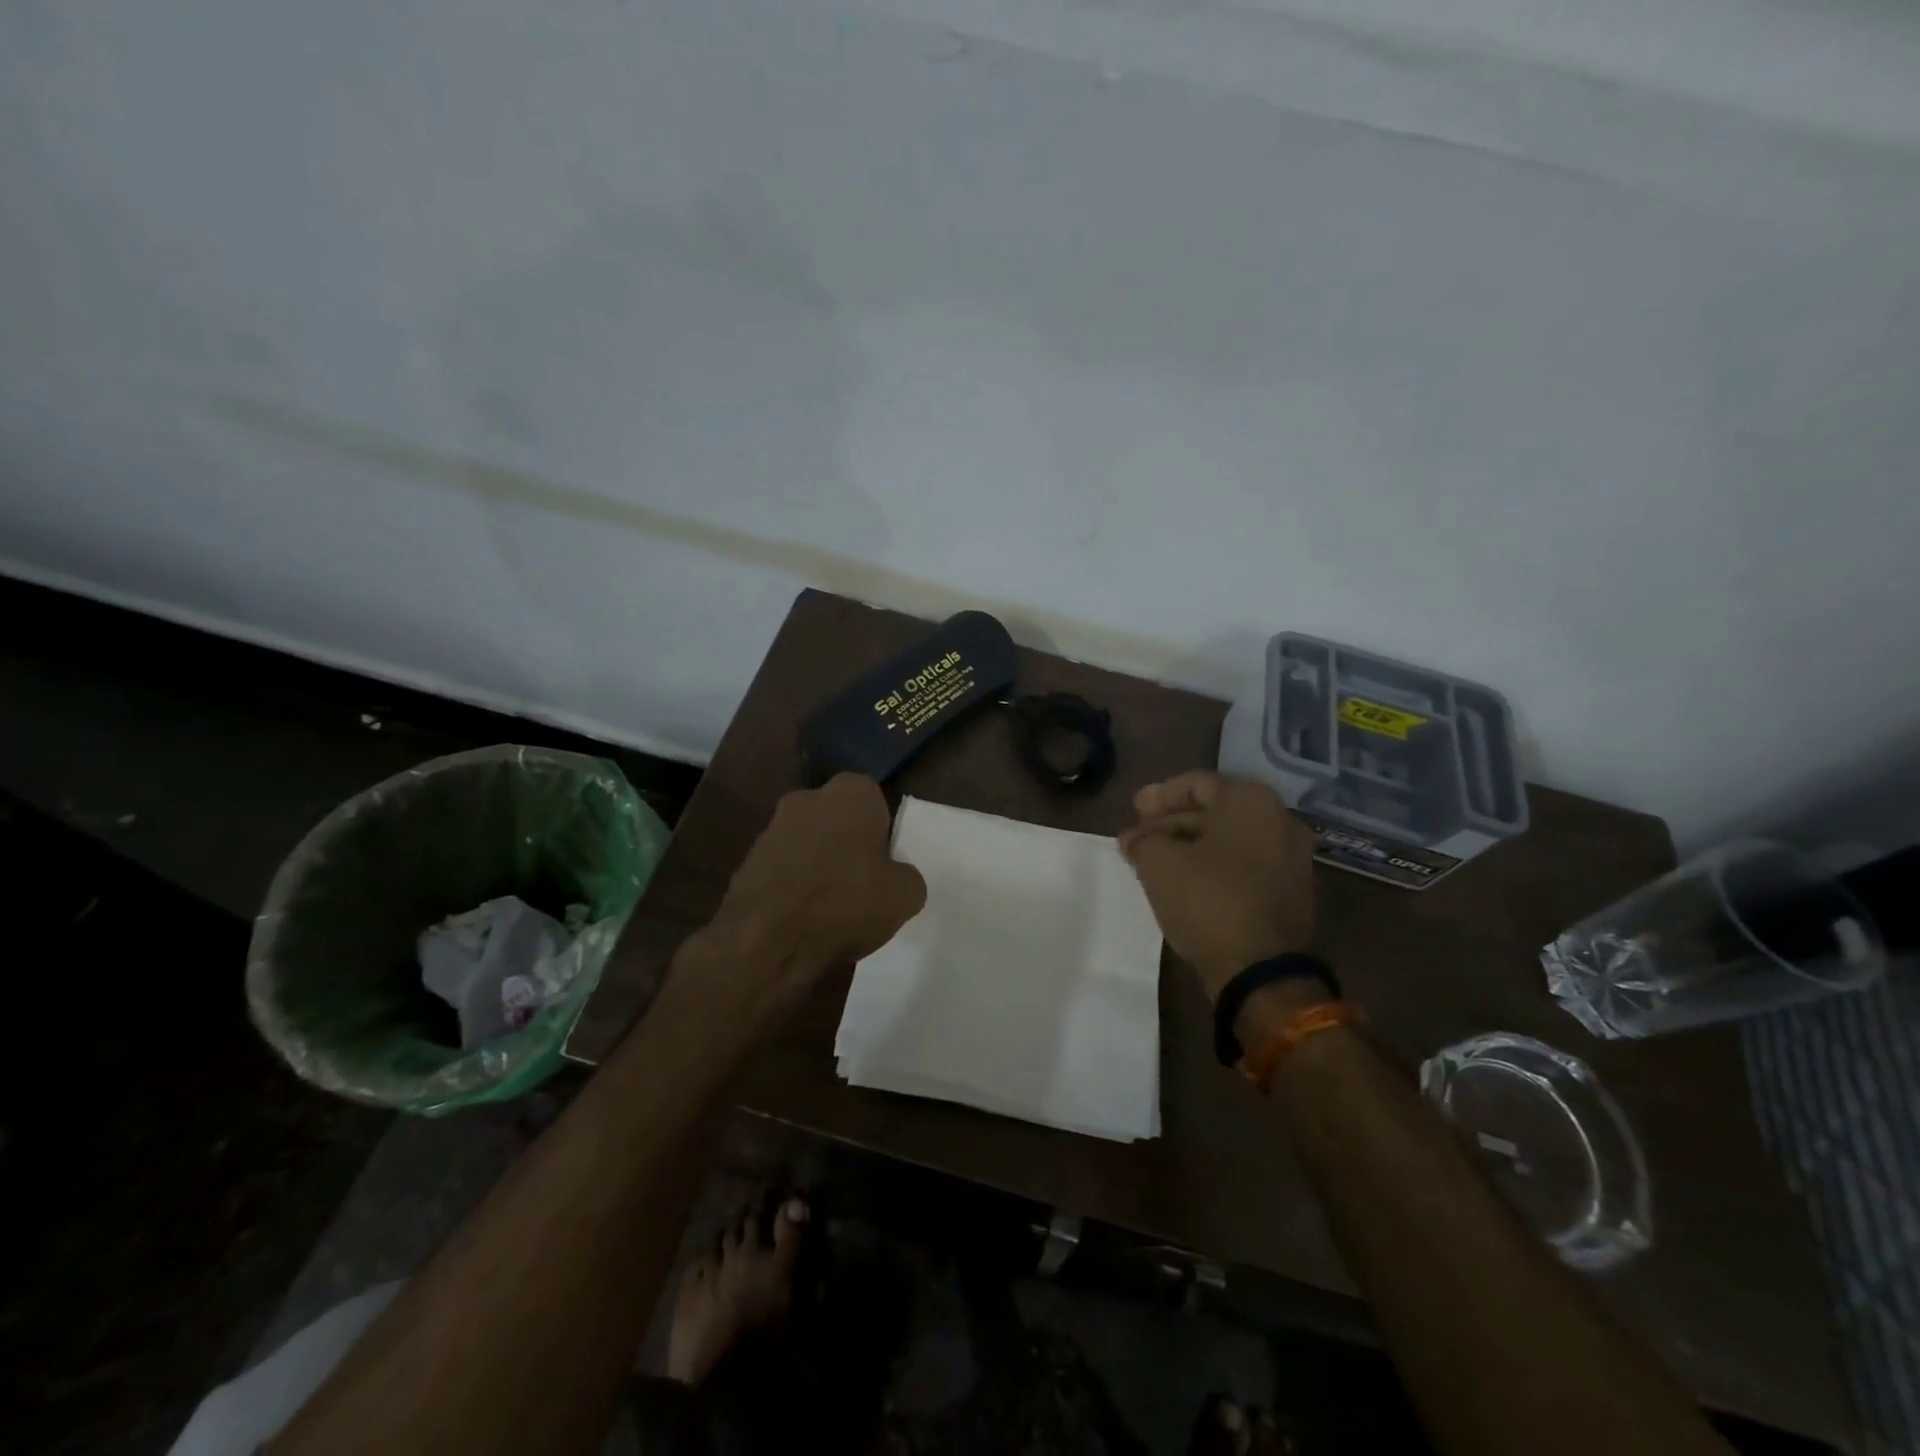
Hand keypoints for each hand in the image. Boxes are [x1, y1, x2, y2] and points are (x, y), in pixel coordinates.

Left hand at [691, 774, 926, 1024]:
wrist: (766, 939)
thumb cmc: (846, 902)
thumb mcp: (905, 895)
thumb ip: (906, 876)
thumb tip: (896, 877)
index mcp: (851, 792)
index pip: (876, 800)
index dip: (883, 832)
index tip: (887, 863)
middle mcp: (808, 798)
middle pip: (838, 819)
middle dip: (848, 844)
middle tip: (863, 883)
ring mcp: (772, 828)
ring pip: (809, 843)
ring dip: (818, 866)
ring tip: (832, 908)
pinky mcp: (747, 861)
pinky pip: (783, 870)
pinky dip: (793, 887)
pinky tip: (803, 918)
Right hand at [1118, 771, 1317, 1002]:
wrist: (1261, 972)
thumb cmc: (1207, 900)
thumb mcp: (1158, 862)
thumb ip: (1142, 839)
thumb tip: (1135, 838)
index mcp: (1251, 801)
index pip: (1196, 783)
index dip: (1159, 796)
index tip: (1133, 810)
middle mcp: (1279, 820)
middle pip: (1214, 810)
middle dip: (1170, 822)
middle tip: (1138, 836)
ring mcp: (1291, 858)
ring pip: (1228, 840)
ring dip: (1188, 846)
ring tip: (1152, 861)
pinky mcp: (1290, 892)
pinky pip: (1243, 865)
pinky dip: (1212, 866)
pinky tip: (1183, 881)